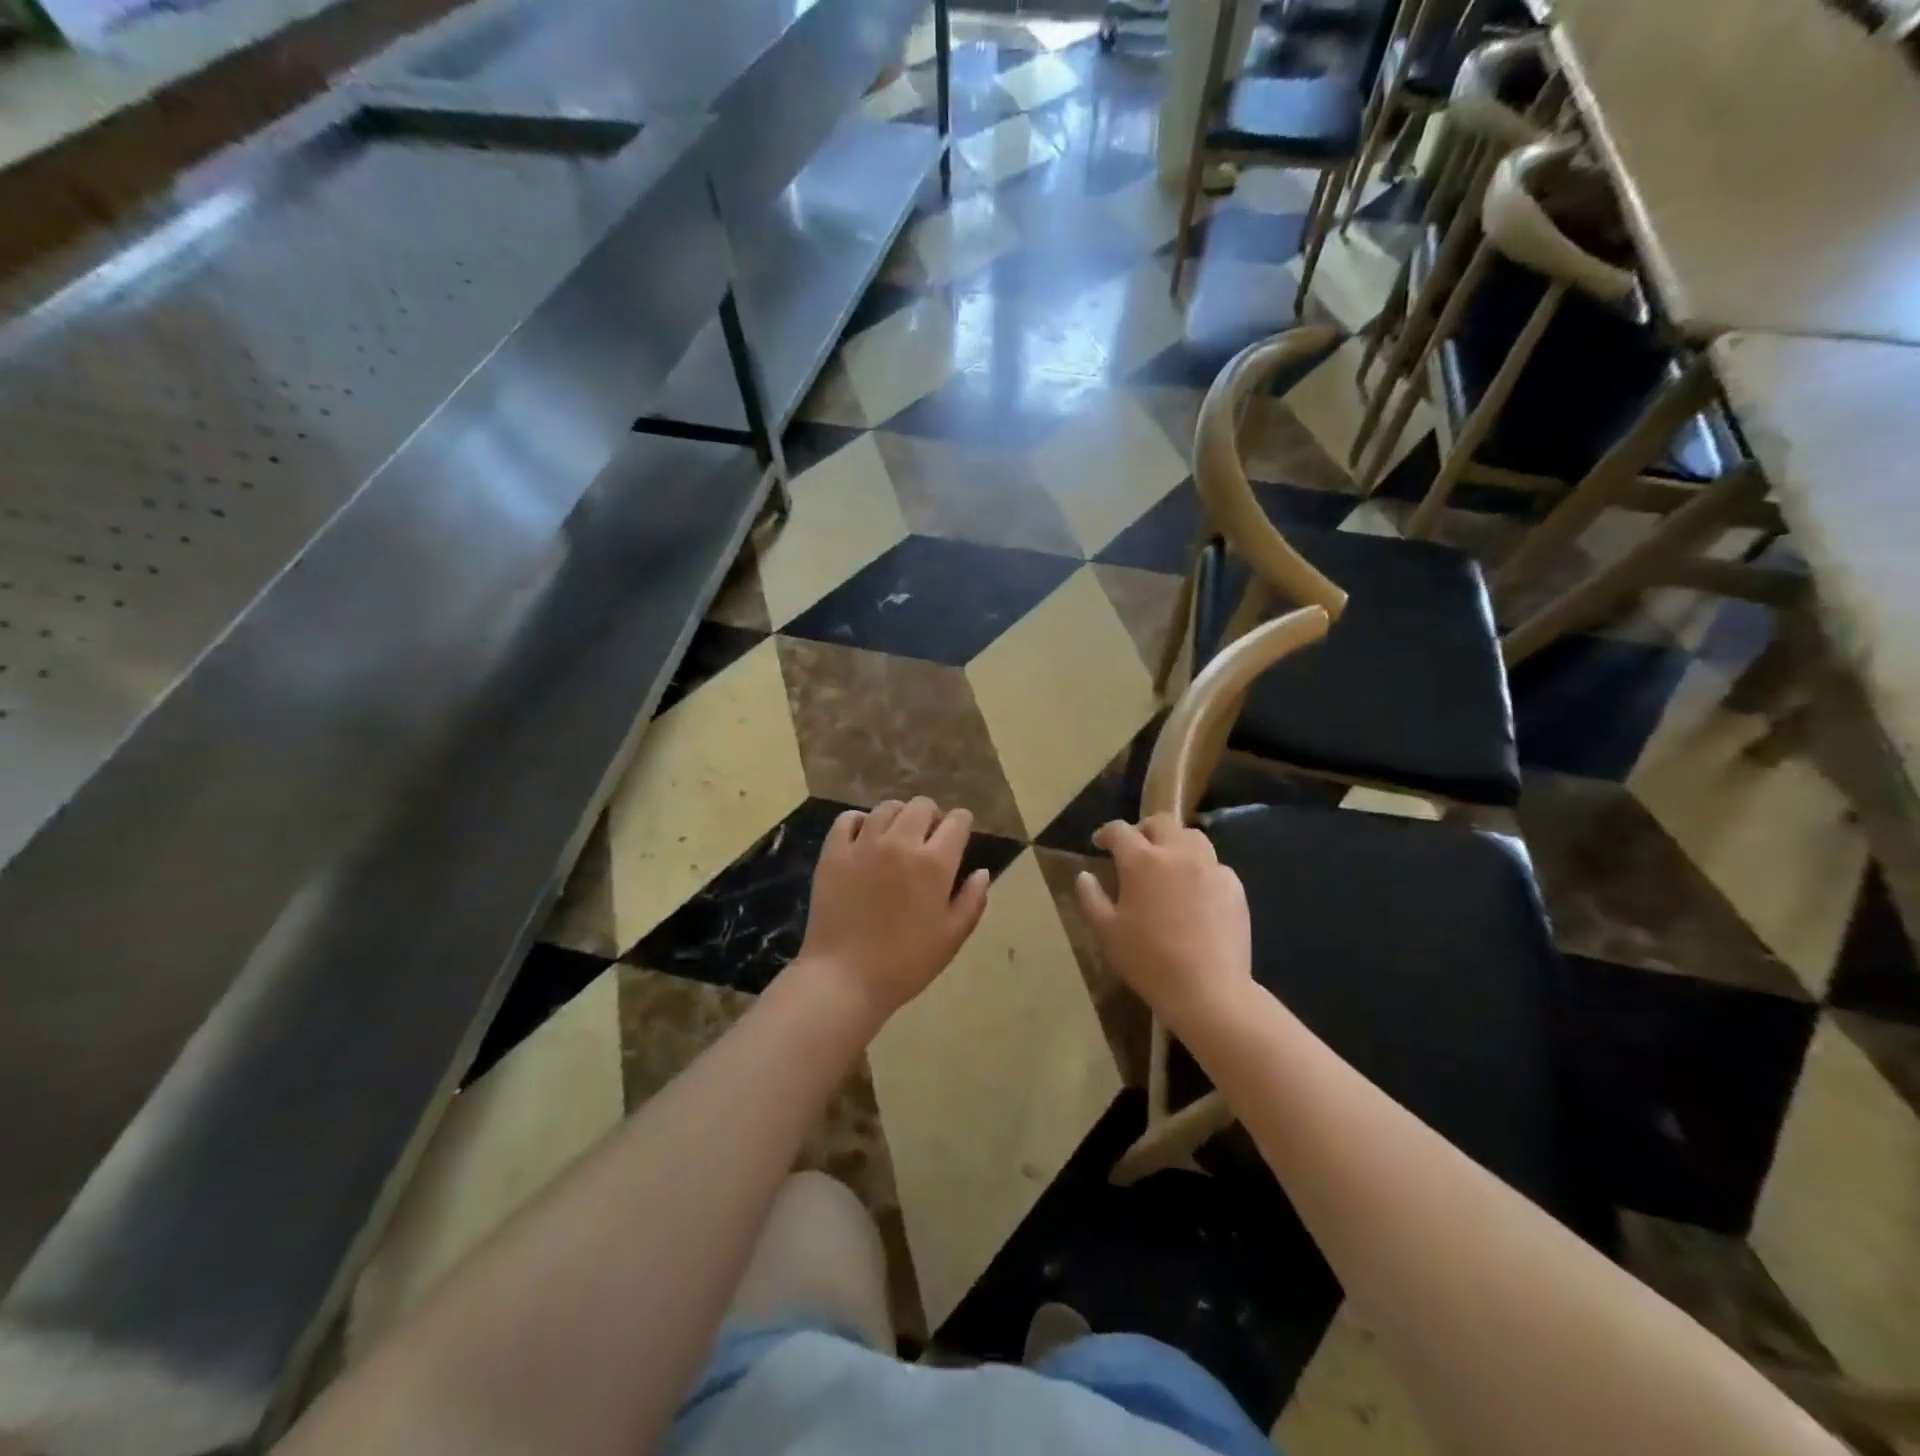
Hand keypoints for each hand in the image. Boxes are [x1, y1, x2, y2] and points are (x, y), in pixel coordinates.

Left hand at [796, 797, 990, 1027]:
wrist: (844, 978)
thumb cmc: (906, 963)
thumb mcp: (952, 937)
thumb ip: (972, 900)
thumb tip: (982, 872)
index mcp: (934, 863)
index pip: (957, 820)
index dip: (962, 824)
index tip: (959, 836)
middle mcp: (900, 842)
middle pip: (922, 805)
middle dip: (932, 816)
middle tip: (928, 839)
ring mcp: (863, 844)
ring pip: (887, 807)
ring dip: (898, 817)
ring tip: (896, 838)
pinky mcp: (834, 852)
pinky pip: (848, 818)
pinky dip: (860, 821)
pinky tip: (864, 838)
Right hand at [1075, 814, 1252, 1034]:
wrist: (1208, 990)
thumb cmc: (1149, 961)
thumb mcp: (1106, 932)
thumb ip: (1091, 898)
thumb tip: (1085, 876)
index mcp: (1142, 861)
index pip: (1120, 831)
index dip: (1106, 833)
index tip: (1100, 844)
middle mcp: (1178, 854)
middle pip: (1161, 822)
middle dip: (1143, 829)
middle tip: (1135, 848)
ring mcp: (1211, 868)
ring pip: (1192, 837)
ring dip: (1175, 842)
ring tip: (1167, 863)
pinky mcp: (1234, 887)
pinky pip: (1214, 865)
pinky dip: (1199, 868)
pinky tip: (1194, 892)